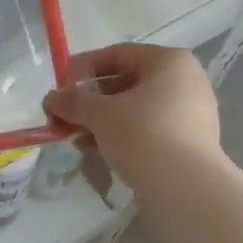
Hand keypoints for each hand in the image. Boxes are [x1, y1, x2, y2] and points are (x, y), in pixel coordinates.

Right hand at [42, 44, 220, 184]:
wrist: (185, 188)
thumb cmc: (143, 135)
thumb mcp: (100, 114)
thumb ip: (73, 101)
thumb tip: (51, 98)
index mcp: (170, 62)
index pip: (118, 54)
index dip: (84, 67)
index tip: (60, 85)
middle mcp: (185, 81)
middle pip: (126, 83)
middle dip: (90, 100)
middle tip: (63, 116)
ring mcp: (190, 113)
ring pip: (135, 109)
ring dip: (101, 121)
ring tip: (75, 138)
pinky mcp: (188, 142)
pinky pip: (147, 130)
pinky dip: (121, 136)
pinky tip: (97, 151)